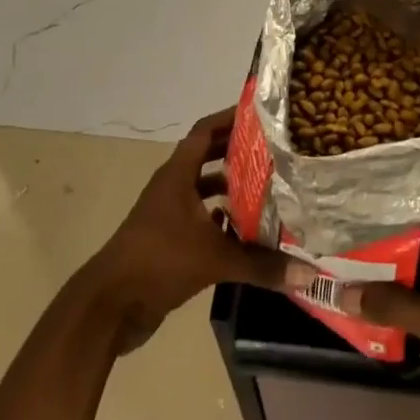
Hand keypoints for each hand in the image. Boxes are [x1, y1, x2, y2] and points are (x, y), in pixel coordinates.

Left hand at [81, 107, 313, 353]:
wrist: (110, 306)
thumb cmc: (159, 262)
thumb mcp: (215, 259)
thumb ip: (261, 265)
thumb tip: (308, 272)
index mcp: (177, 175)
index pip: (205, 131)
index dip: (230, 118)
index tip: (260, 114)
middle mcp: (171, 187)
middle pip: (206, 157)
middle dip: (236, 151)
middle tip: (274, 150)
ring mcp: (167, 214)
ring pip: (203, 190)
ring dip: (229, 187)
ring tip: (266, 187)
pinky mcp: (167, 240)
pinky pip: (199, 218)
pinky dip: (220, 219)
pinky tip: (244, 230)